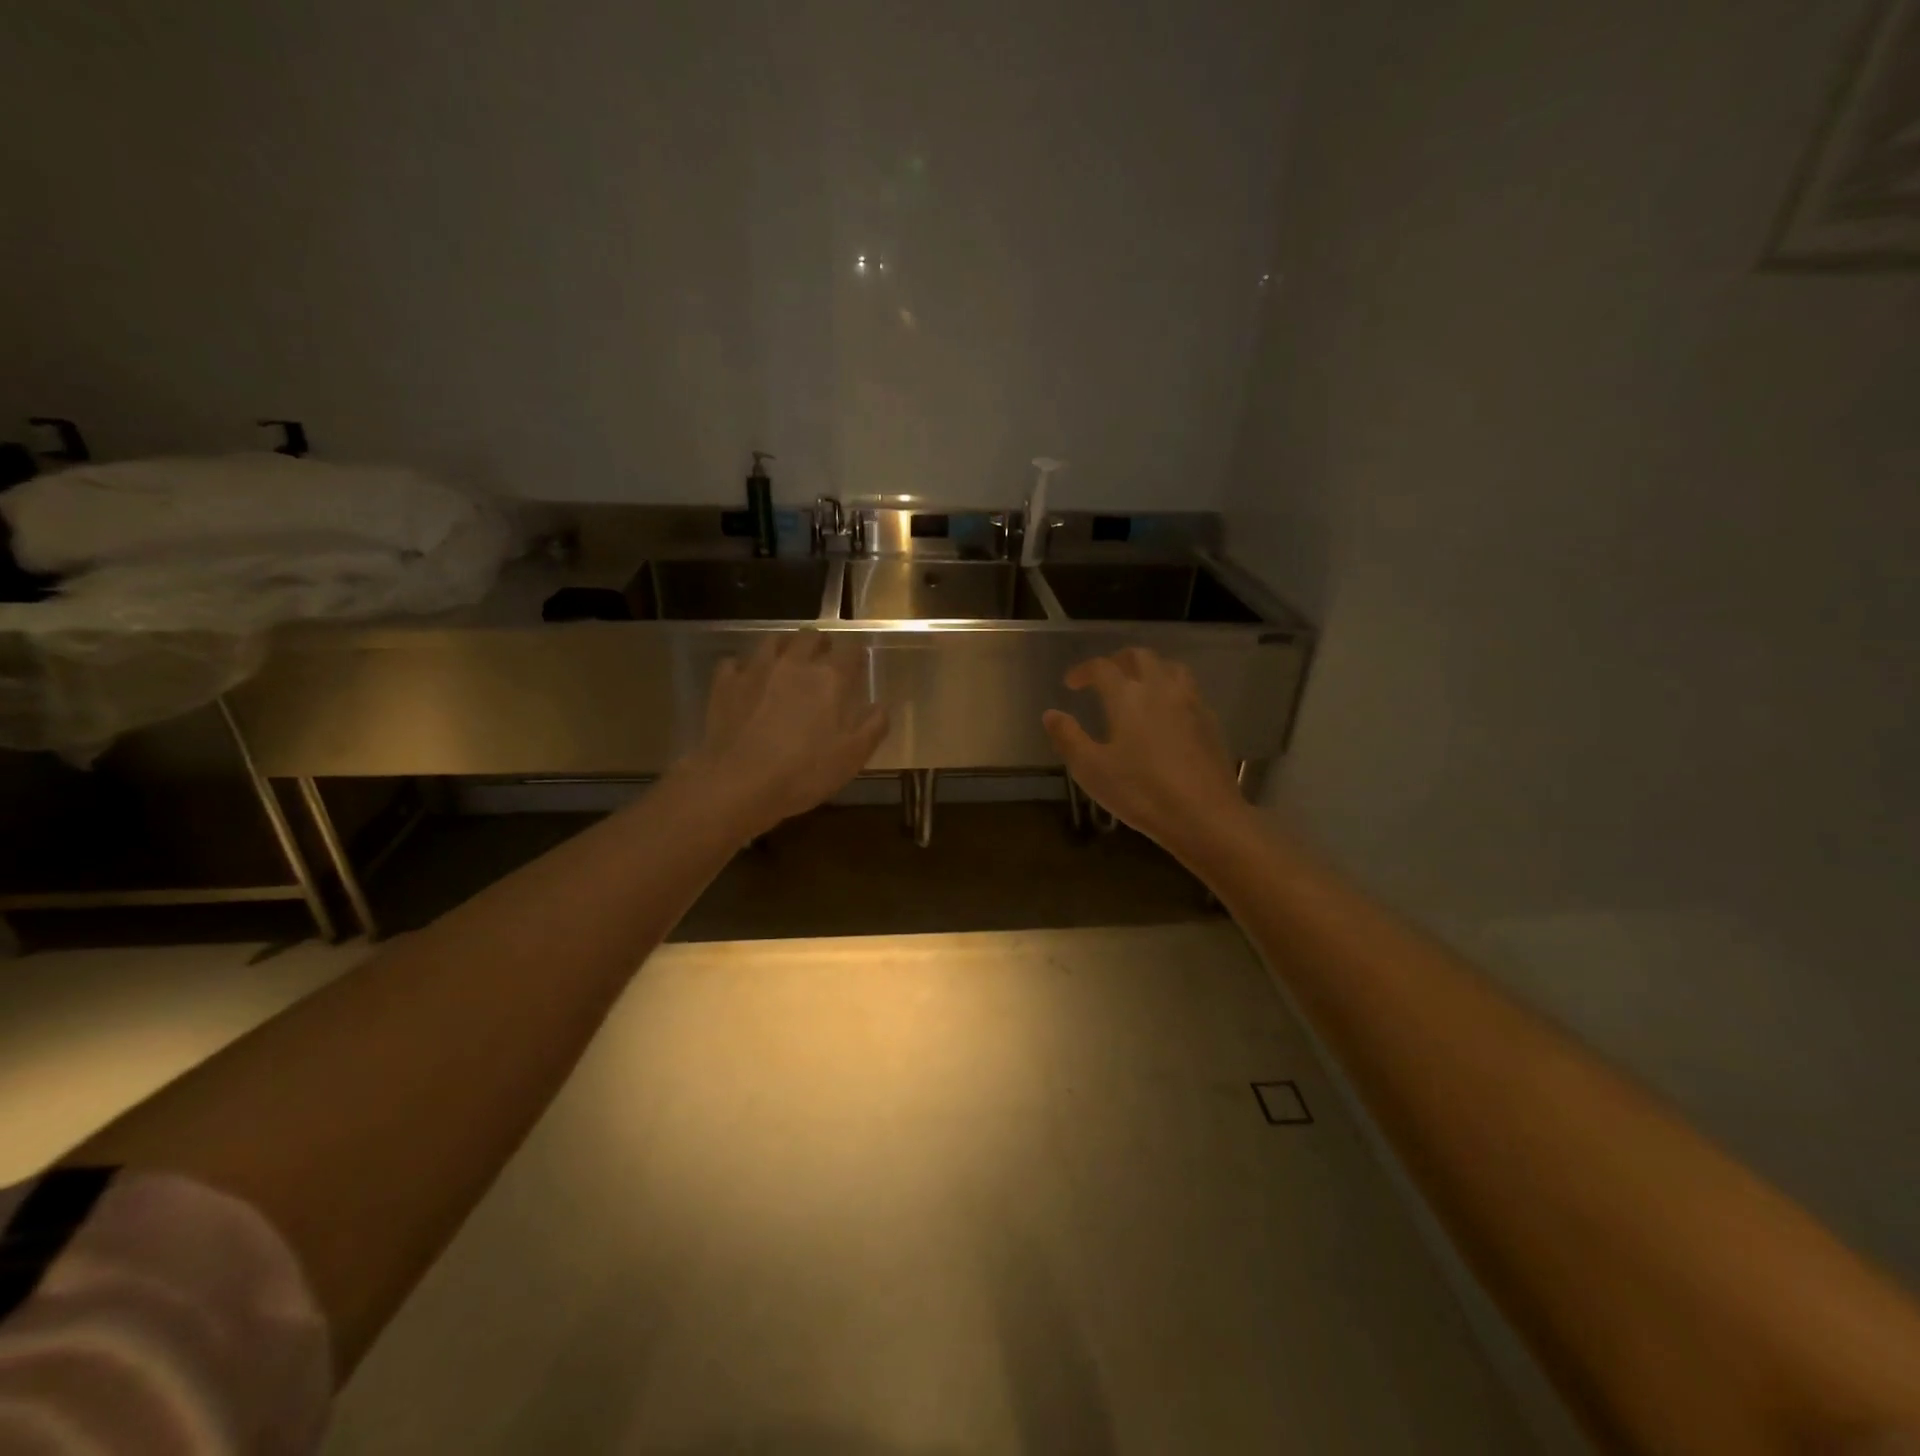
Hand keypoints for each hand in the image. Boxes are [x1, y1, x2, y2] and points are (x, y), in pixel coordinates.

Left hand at [687, 632, 888, 836]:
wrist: (739, 784)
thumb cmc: (804, 772)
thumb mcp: (852, 757)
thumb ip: (873, 727)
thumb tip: (880, 707)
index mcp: (830, 678)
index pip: (850, 650)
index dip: (856, 655)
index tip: (857, 665)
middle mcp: (794, 663)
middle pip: (810, 637)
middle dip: (820, 644)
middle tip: (823, 659)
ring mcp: (756, 669)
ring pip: (773, 640)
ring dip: (785, 646)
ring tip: (787, 662)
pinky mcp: (725, 683)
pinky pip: (735, 662)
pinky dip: (744, 667)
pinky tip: (747, 681)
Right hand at [1042, 647, 1248, 849]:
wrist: (1205, 815)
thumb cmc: (1141, 792)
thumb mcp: (1091, 770)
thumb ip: (1068, 738)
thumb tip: (1051, 714)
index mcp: (1127, 697)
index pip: (1102, 667)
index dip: (1083, 671)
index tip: (1071, 684)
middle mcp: (1160, 689)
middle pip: (1140, 657)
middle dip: (1118, 660)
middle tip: (1104, 677)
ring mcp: (1190, 703)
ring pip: (1171, 667)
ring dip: (1150, 669)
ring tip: (1138, 687)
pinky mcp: (1210, 722)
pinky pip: (1189, 690)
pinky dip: (1171, 689)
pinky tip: (1167, 713)